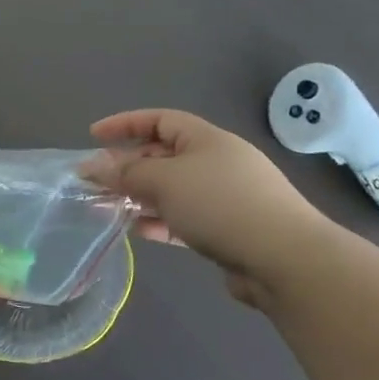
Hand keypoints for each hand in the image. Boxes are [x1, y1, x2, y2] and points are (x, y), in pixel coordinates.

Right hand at [85, 109, 335, 306]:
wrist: (285, 260)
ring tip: (107, 208)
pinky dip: (159, 221)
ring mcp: (224, 198)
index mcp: (206, 139)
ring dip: (139, 196)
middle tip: (96, 181)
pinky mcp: (227, 231)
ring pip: (171, 190)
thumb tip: (93, 166)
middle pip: (163, 156)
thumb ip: (125, 173)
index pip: (160, 120)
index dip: (125, 124)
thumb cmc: (220, 204)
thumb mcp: (164, 180)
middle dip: (127, 166)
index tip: (93, 136)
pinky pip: (183, 218)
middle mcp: (217, 162)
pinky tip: (138, 231)